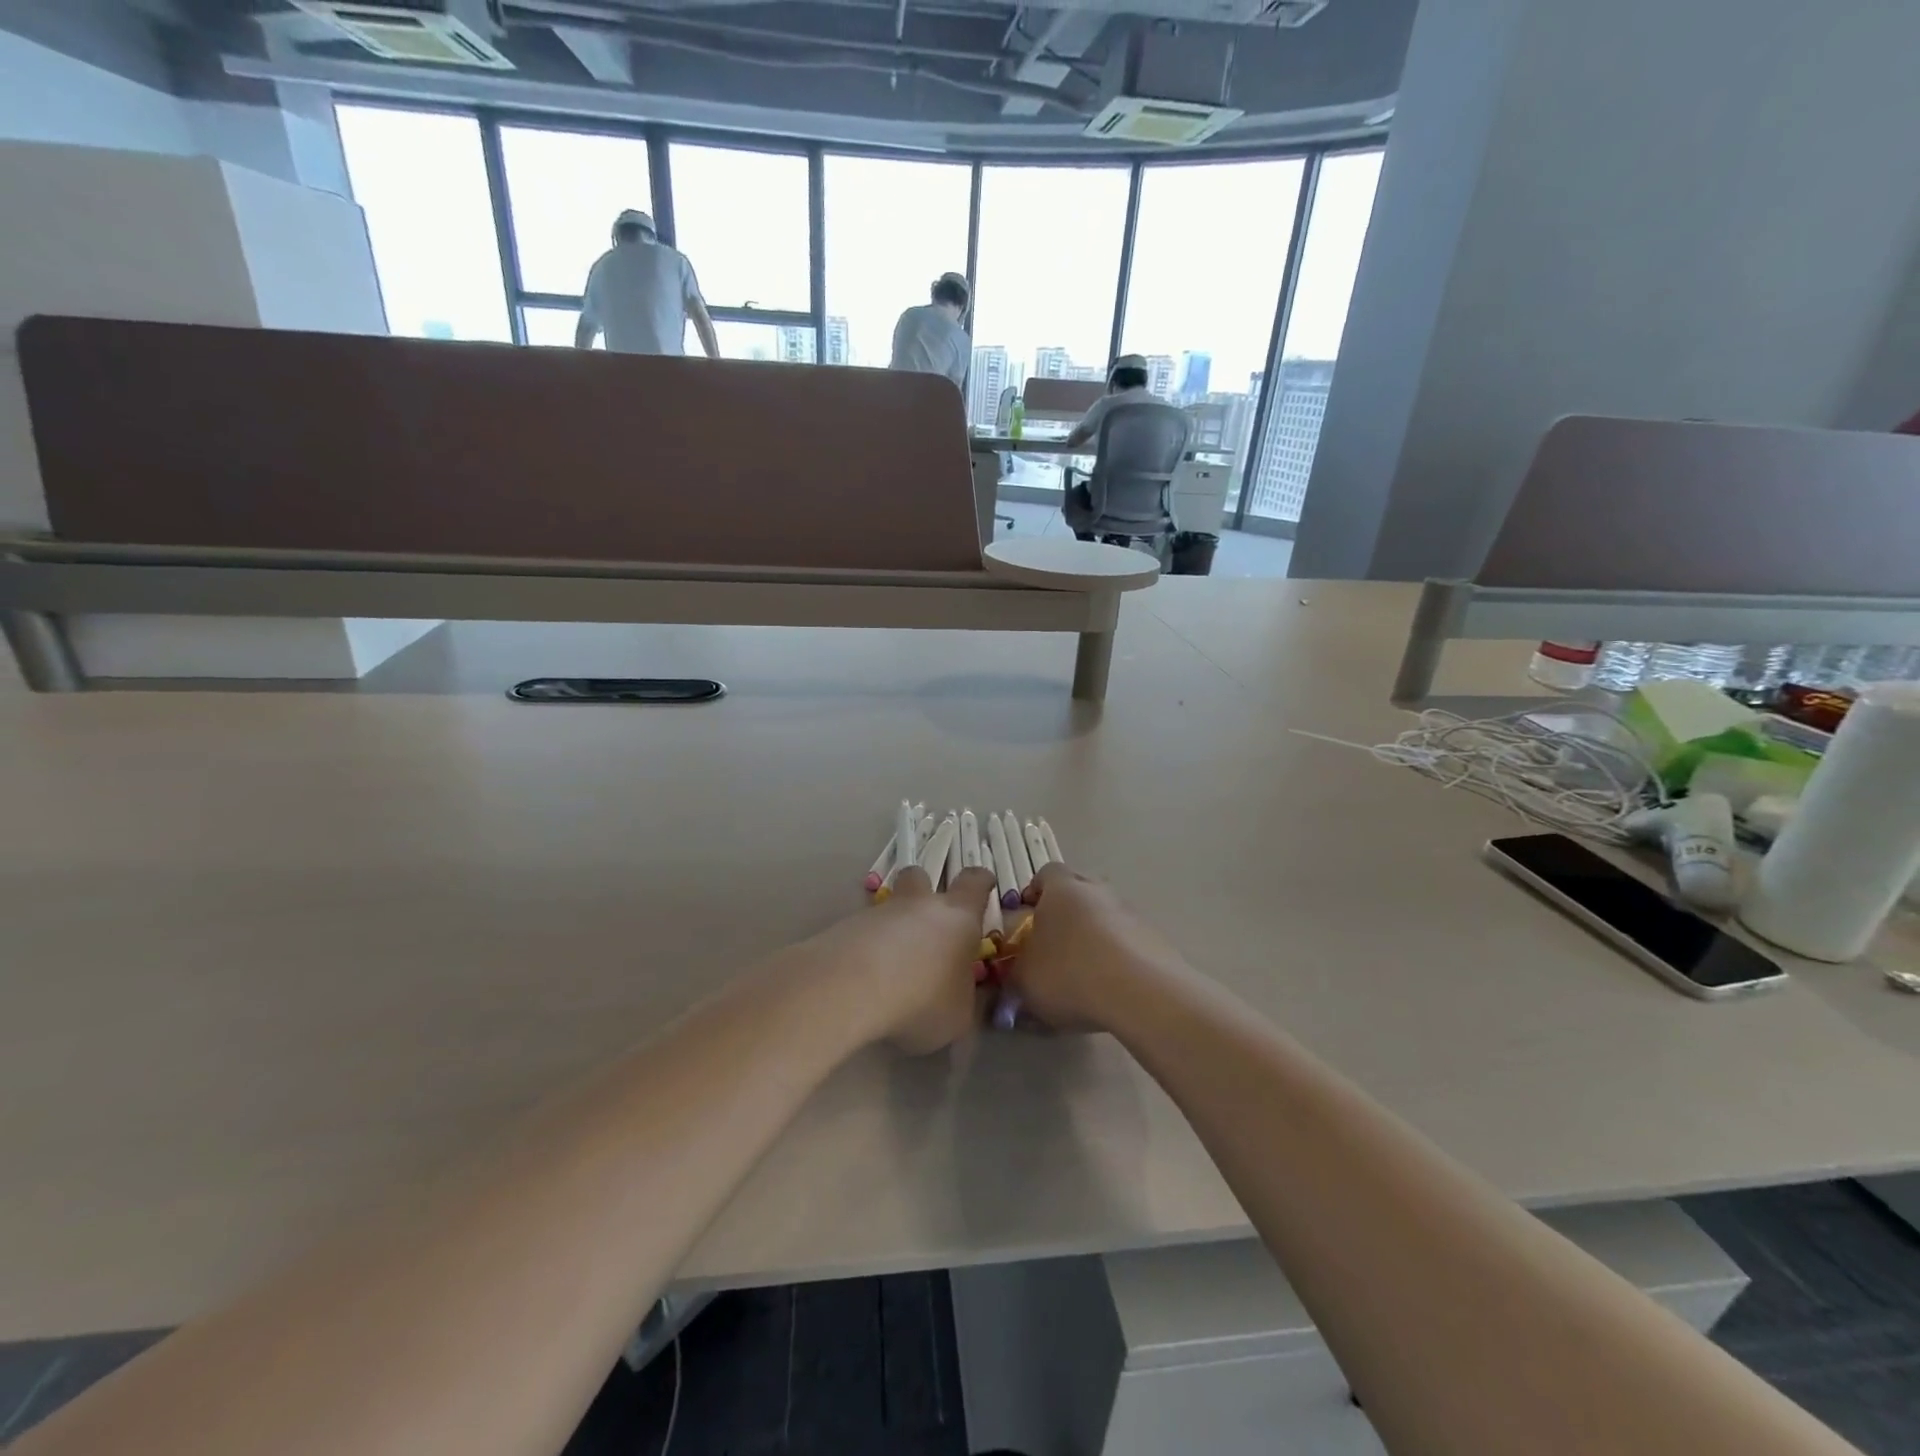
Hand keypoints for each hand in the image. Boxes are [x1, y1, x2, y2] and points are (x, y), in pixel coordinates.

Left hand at [801, 865, 997, 1053]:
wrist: (850, 990)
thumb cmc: (922, 1000)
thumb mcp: (959, 1016)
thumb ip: (965, 1000)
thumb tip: (963, 995)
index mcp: (957, 917)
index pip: (975, 882)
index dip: (981, 881)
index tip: (983, 885)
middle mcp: (918, 905)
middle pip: (921, 876)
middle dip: (924, 890)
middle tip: (928, 920)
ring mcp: (878, 913)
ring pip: (888, 907)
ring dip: (892, 927)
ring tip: (891, 967)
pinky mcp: (844, 927)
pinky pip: (861, 932)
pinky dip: (866, 948)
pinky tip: (864, 979)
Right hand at [1005, 863, 1185, 1030]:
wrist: (1141, 993)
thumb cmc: (1070, 973)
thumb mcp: (1024, 979)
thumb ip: (1014, 970)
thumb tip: (1016, 971)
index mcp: (1062, 888)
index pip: (1045, 874)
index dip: (1034, 893)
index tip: (1025, 919)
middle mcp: (1097, 890)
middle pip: (1077, 892)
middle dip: (1064, 914)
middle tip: (1051, 945)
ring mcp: (1130, 912)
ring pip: (1104, 916)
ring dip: (1093, 936)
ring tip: (1082, 973)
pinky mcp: (1154, 938)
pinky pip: (1126, 941)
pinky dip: (1116, 957)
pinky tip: (1109, 987)